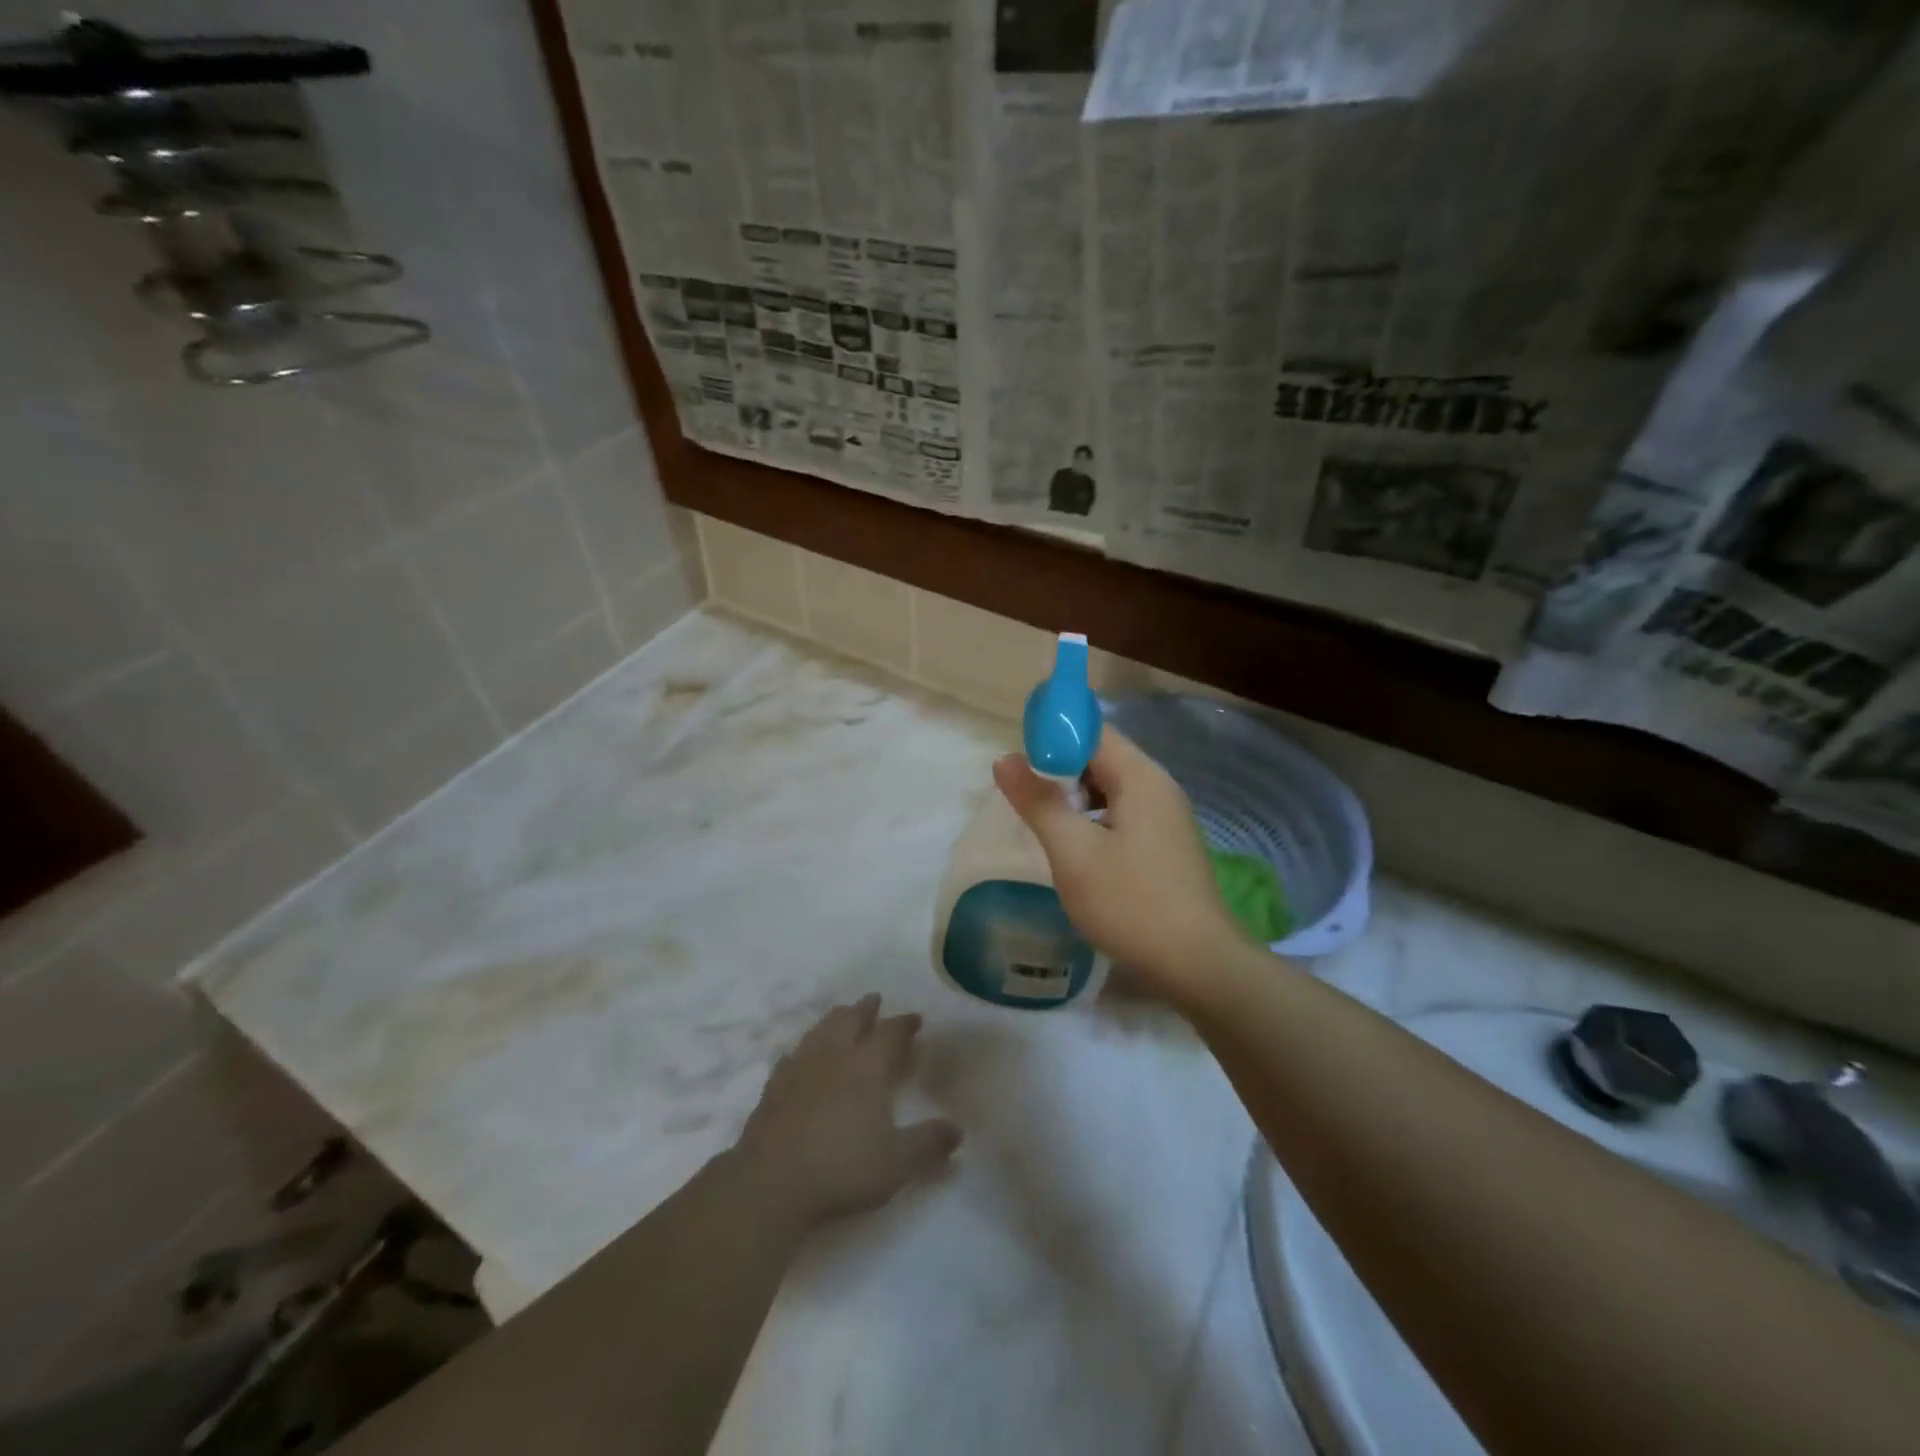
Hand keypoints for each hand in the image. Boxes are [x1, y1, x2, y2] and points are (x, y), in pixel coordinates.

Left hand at [732, 995, 961, 1229]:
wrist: (771, 1183)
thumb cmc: (842, 1168)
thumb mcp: (896, 1163)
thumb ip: (928, 1144)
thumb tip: (957, 1130)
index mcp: (865, 1067)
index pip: (889, 1033)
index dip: (903, 1024)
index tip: (915, 1019)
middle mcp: (832, 1057)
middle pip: (849, 1019)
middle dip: (865, 1009)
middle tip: (874, 1001)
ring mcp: (798, 1069)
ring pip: (819, 1030)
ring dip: (834, 1019)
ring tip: (842, 1016)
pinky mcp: (773, 1088)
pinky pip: (792, 1055)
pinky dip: (804, 1048)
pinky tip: (802, 1055)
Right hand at [993, 729, 1245, 995]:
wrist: (1197, 964)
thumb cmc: (1130, 902)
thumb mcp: (1073, 851)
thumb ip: (1038, 802)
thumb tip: (1004, 759)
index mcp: (1140, 777)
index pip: (1092, 731)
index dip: (1053, 735)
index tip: (1018, 758)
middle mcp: (1159, 787)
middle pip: (1102, 757)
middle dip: (1060, 768)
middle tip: (1023, 793)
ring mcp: (1167, 817)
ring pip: (1111, 788)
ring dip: (1075, 796)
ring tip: (1043, 820)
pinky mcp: (1166, 844)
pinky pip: (1123, 814)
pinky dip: (1094, 818)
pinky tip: (1075, 846)